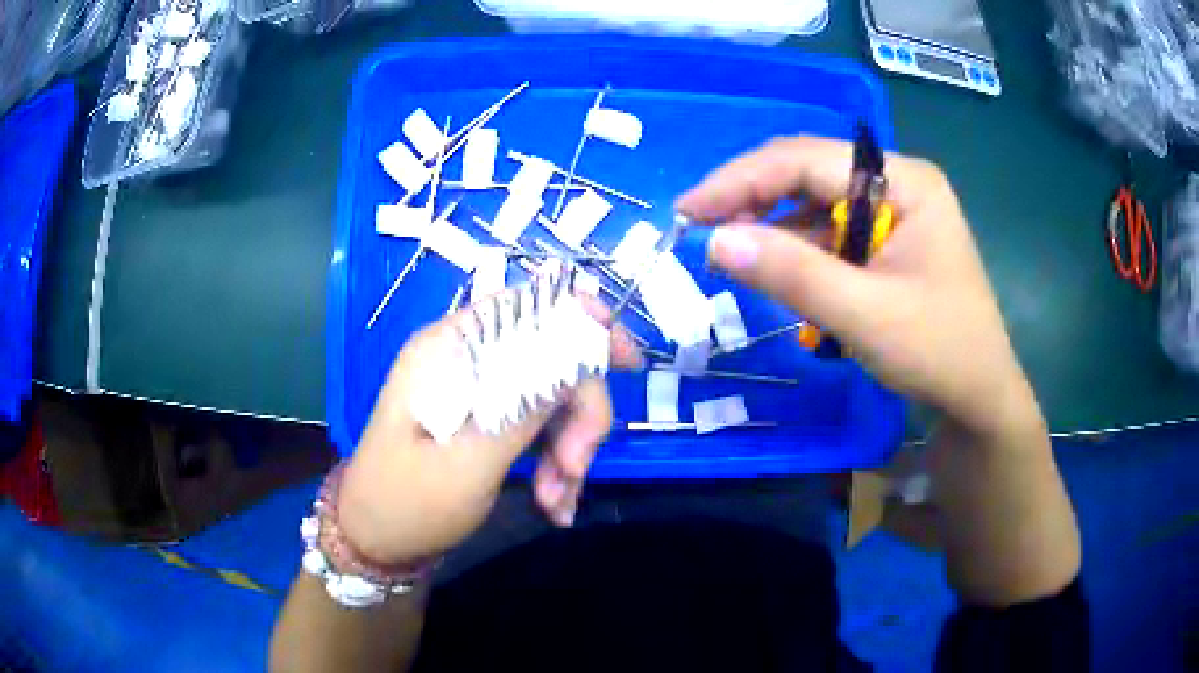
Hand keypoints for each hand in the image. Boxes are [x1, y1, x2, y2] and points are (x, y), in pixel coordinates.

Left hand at [336, 293, 640, 565]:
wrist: (377, 542)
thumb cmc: (409, 502)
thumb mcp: (470, 459)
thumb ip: (525, 402)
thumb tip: (583, 344)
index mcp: (451, 349)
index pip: (529, 308)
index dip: (585, 325)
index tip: (628, 363)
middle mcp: (466, 360)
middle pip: (551, 361)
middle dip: (578, 415)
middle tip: (577, 469)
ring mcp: (477, 392)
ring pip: (553, 401)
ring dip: (568, 450)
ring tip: (558, 501)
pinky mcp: (485, 422)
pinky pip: (539, 430)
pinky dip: (555, 464)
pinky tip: (554, 503)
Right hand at [676, 136, 1040, 437]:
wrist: (979, 399)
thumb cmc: (939, 353)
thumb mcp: (865, 315)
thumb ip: (792, 274)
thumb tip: (712, 241)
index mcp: (905, 181)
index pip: (809, 159)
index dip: (743, 179)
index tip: (689, 209)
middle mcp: (897, 183)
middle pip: (810, 173)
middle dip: (753, 198)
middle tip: (699, 228)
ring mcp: (893, 211)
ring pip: (814, 203)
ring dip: (772, 228)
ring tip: (729, 253)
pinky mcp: (885, 241)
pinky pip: (828, 233)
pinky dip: (796, 251)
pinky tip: (774, 270)